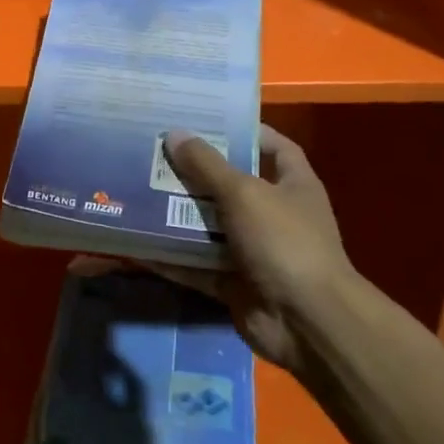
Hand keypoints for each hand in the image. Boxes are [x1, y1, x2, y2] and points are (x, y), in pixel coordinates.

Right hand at [155, 125, 356, 374]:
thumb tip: (174, 134)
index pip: (274, 147)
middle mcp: (275, 214)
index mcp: (293, 185)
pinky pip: (197, 264)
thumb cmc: (284, 241)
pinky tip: (139, 244)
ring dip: (178, 214)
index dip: (245, 132)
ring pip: (209, 226)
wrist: (306, 322)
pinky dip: (172, 257)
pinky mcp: (234, 283)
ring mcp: (254, 251)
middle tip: (156, 154)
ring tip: (138, 191)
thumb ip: (207, 165)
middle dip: (196, 173)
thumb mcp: (244, 193)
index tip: (206, 121)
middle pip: (231, 186)